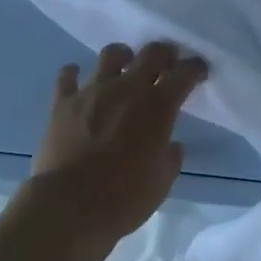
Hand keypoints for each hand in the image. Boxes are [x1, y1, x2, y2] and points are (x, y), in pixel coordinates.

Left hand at [24, 40, 209, 247]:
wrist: (68, 207)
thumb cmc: (123, 199)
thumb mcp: (161, 183)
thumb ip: (170, 157)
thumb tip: (170, 145)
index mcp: (157, 107)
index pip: (185, 73)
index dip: (195, 68)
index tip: (198, 72)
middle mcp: (127, 89)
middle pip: (151, 53)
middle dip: (164, 53)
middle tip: (166, 64)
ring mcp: (92, 91)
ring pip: (111, 54)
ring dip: (123, 57)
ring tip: (123, 69)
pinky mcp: (63, 102)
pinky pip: (68, 75)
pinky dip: (74, 75)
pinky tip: (78, 83)